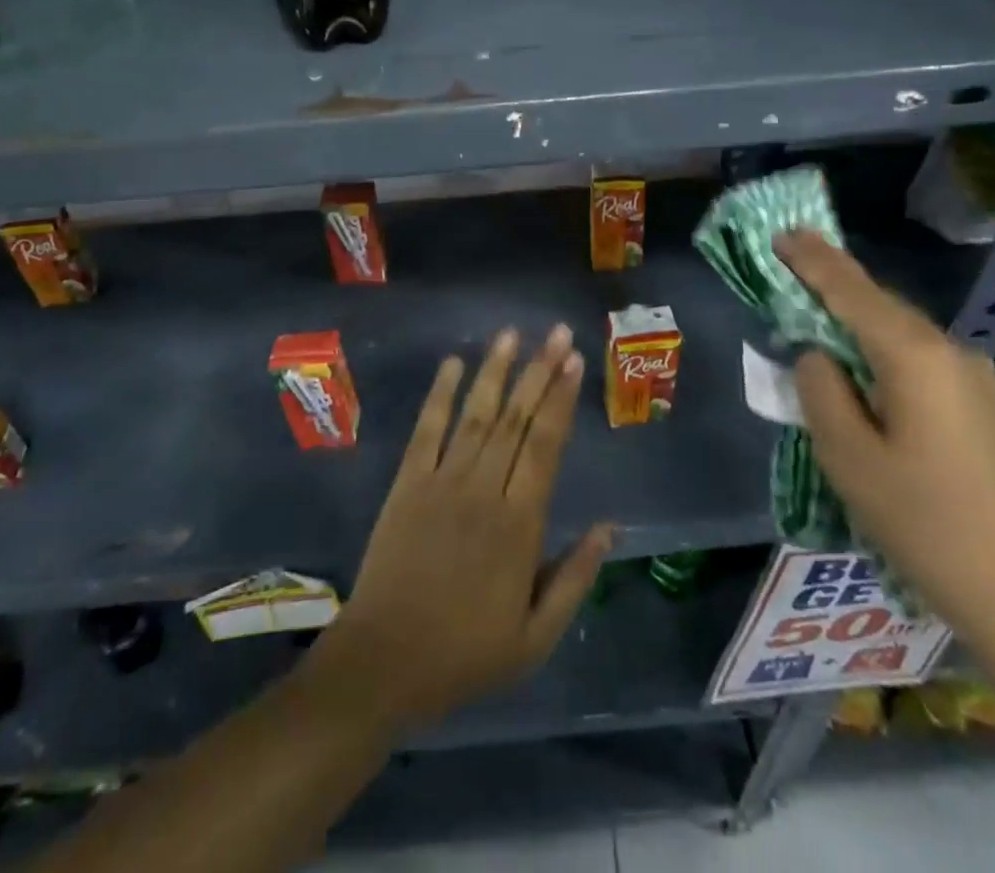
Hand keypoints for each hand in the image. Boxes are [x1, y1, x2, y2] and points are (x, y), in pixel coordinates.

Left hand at [308, 325, 614, 732]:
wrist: (384, 662)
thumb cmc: (466, 653)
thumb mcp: (536, 637)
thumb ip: (576, 578)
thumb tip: (609, 526)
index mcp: (519, 524)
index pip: (546, 445)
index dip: (561, 399)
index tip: (575, 361)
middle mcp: (483, 489)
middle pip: (515, 419)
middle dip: (538, 371)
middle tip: (556, 332)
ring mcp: (441, 481)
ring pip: (475, 415)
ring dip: (494, 371)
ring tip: (511, 334)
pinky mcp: (407, 483)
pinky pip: (426, 430)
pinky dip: (440, 394)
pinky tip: (452, 363)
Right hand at [773, 232, 994, 651]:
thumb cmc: (927, 522)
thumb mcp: (850, 457)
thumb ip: (821, 391)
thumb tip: (818, 356)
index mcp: (914, 355)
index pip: (851, 290)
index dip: (813, 260)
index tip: (781, 231)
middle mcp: (949, 352)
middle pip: (877, 304)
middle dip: (831, 285)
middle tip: (787, 268)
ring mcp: (972, 379)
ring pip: (897, 333)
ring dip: (852, 321)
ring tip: (811, 321)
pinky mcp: (980, 406)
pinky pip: (915, 359)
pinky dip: (877, 351)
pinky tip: (858, 373)